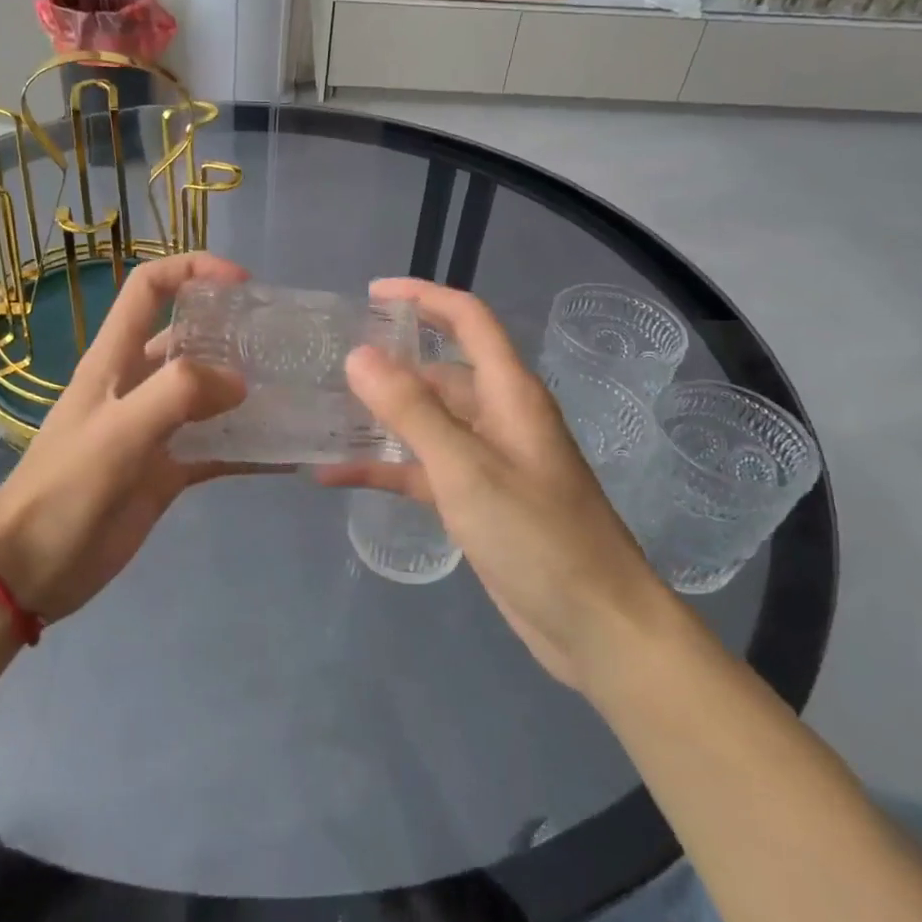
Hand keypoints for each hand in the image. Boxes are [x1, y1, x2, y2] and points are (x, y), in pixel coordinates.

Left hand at [0, 252, 251, 621]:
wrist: (31, 568)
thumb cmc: (65, 489)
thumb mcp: (118, 432)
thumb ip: (177, 395)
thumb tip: (239, 382)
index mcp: (114, 360)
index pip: (149, 289)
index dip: (192, 270)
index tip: (242, 282)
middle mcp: (136, 385)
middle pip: (187, 339)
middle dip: (231, 331)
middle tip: (280, 343)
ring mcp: (153, 429)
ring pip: (206, 395)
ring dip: (244, 391)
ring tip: (292, 392)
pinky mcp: (166, 471)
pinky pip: (214, 450)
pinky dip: (245, 448)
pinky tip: (283, 454)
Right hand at [320, 278, 670, 693]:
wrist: (596, 627)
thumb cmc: (537, 536)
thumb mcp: (465, 468)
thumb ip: (410, 410)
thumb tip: (358, 355)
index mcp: (508, 392)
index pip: (467, 319)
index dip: (422, 296)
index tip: (371, 294)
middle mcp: (499, 416)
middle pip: (440, 370)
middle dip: (390, 362)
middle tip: (330, 364)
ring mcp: (487, 460)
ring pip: (427, 422)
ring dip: (382, 418)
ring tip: (324, 414)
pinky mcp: (477, 500)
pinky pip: (423, 469)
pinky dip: (386, 468)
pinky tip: (336, 475)